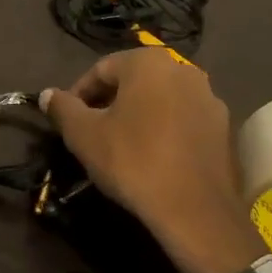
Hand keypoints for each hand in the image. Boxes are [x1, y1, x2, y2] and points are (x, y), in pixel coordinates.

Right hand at [42, 50, 264, 272]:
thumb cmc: (132, 161)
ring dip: (137, 116)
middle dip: (109, 103)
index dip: (79, 94)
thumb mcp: (84, 135)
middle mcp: (184, 69)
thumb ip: (63, 108)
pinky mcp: (223, 127)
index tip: (67, 121)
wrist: (194, 210)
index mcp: (149, 62)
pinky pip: (182, 119)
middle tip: (91, 133)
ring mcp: (209, 97)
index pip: (101, 69)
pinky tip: (152, 157)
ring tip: (120, 146)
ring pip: (160, 100)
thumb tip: (48, 94)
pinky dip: (163, 130)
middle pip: (134, 81)